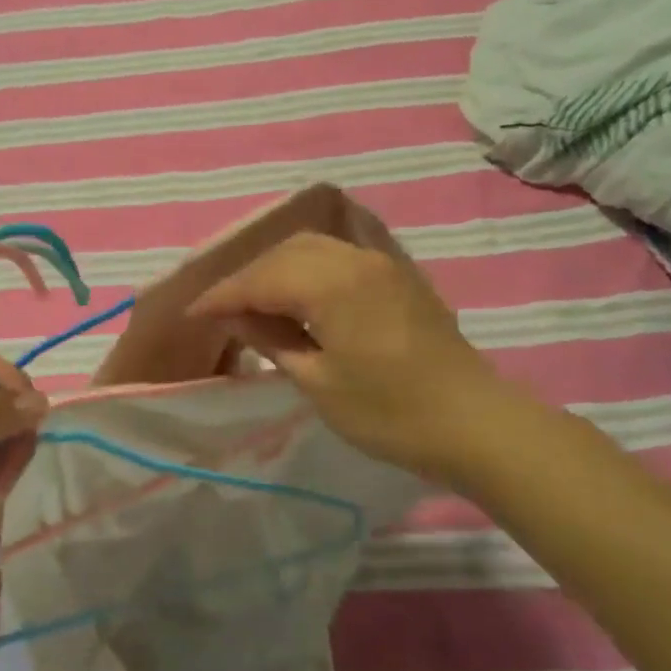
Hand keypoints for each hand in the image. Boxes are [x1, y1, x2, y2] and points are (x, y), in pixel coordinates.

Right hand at [186, 231, 528, 480]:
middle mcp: (354, 259)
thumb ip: (273, 339)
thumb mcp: (319, 382)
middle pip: (285, 253)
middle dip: (248, 276)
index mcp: (331, 283)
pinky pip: (339, 255)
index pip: (261, 278)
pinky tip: (300, 292)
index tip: (194, 314)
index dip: (223, 296)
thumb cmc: (390, 413)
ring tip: (256, 300)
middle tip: (223, 309)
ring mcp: (380, 263)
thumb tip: (236, 316)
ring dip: (278, 268)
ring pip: (312, 247)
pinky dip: (308, 267)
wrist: (475, 423)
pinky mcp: (397, 275)